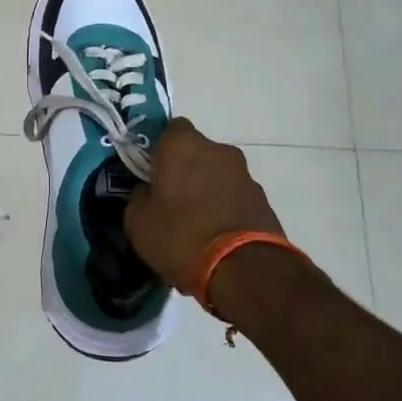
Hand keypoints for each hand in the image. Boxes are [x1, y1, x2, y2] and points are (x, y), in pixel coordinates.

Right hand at [125, 118, 285, 290]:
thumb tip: (148, 192)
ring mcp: (244, 174)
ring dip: (207, 189)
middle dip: (185, 169)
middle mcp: (217, 150)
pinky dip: (225, 207)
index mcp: (181, 145)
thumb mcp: (138, 222)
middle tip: (171, 199)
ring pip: (217, 174)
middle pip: (195, 151)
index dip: (159, 149)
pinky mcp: (263, 199)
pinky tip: (216, 235)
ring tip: (196, 224)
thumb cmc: (181, 236)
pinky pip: (234, 196)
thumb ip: (139, 197)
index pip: (168, 129)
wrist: (244, 271)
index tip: (151, 173)